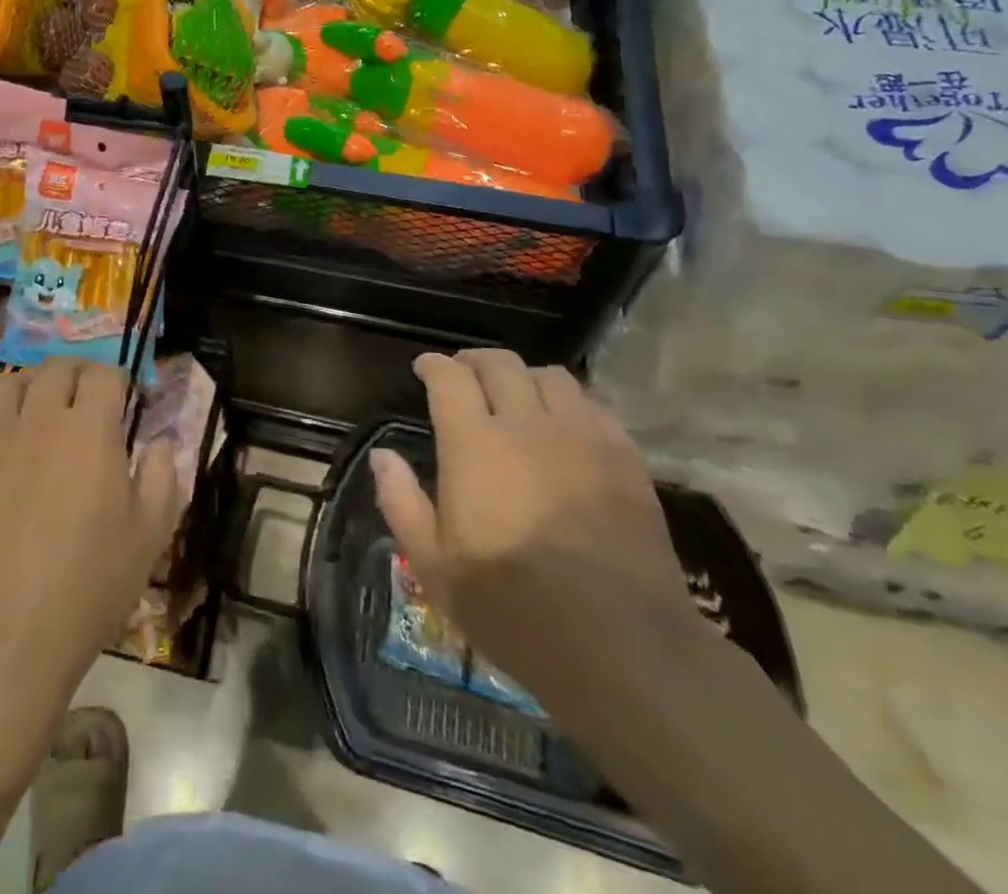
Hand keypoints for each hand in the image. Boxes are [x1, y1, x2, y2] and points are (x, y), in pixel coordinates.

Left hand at [0, 357, 179, 696]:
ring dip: (28, 387)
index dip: (119, 381)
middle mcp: (37, 418)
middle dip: (77, 375)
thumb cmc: (88, 584)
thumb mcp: (150, 534)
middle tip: (86, 401)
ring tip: (38, 411)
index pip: (104, 374)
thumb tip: (159, 440)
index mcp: (89, 428)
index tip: (126, 401)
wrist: (3, 635)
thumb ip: (162, 475)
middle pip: (55, 368)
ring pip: (6, 383)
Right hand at [372, 350, 701, 685]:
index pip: (449, 376)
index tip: (424, 369)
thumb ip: (401, 501)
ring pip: (551, 376)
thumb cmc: (512, 608)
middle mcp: (526, 424)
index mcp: (474, 444)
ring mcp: (582, 437)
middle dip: (474, 361)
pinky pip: (595, 406)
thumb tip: (382, 456)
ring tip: (516, 397)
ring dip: (524, 377)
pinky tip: (566, 426)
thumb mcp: (433, 566)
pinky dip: (571, 403)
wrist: (622, 647)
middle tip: (464, 376)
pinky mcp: (626, 458)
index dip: (433, 365)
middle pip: (499, 363)